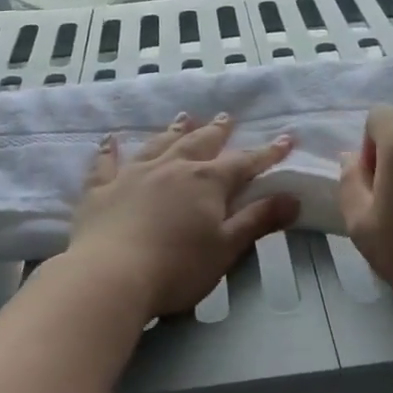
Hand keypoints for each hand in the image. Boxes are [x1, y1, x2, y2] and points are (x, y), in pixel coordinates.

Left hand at [65, 113, 299, 318]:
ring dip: (173, 131)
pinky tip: (110, 139)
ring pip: (158, 145)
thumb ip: (258, 220)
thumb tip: (292, 198)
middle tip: (226, 117)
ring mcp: (133, 175)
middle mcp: (171, 168)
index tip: (286, 139)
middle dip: (216, 131)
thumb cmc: (177, 267)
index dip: (267, 153)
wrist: (110, 276)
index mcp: (206, 182)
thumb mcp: (227, 248)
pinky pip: (106, 163)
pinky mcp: (101, 190)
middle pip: (199, 143)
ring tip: (184, 118)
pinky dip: (110, 150)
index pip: (244, 162)